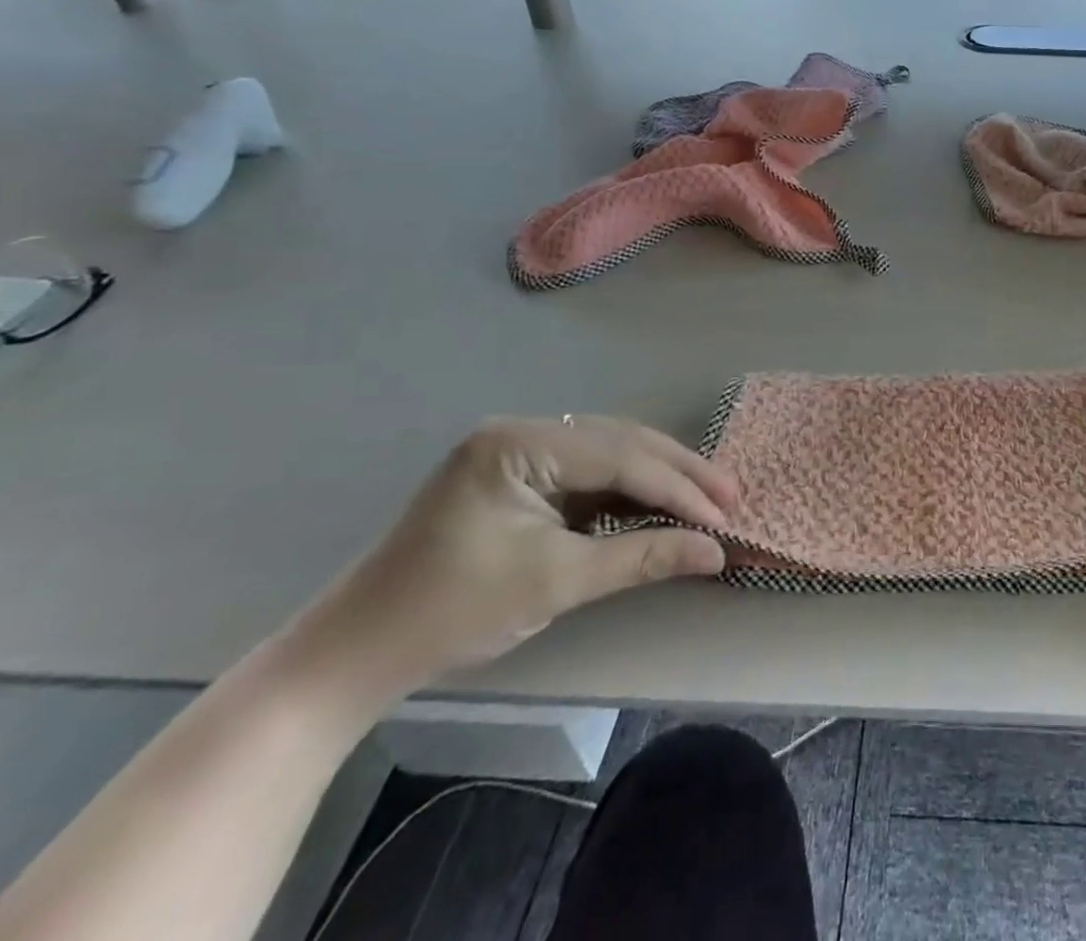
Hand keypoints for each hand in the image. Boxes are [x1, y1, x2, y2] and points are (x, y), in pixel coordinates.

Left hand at [283, 415, 735, 711]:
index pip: (619, 455)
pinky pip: (591, 472)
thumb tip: (716, 552)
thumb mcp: (556, 583)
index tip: (724, 517)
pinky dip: (630, 490)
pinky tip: (661, 503)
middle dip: (679, 472)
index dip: (678, 487)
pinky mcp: (521, 475)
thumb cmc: (451, 613)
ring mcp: (520, 450)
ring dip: (660, 477)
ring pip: (611, 451)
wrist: (354, 655)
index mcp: (520, 443)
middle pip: (621, 441)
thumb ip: (641, 557)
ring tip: (710, 498)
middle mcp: (523, 430)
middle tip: (732, 497)